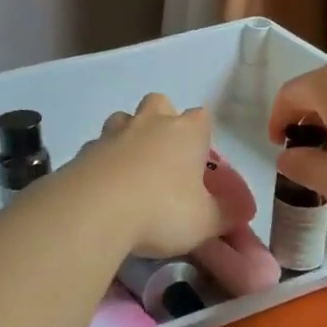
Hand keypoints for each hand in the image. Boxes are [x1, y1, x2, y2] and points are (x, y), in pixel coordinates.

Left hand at [73, 94, 229, 257]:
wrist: (94, 211)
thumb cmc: (162, 210)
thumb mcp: (206, 222)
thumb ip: (227, 215)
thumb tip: (243, 212)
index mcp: (185, 132)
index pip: (201, 117)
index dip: (202, 135)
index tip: (200, 159)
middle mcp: (150, 123)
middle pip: (159, 103)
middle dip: (163, 120)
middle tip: (165, 155)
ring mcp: (112, 134)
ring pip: (124, 120)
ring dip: (129, 136)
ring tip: (132, 168)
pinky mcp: (83, 151)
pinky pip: (98, 149)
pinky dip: (103, 162)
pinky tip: (104, 189)